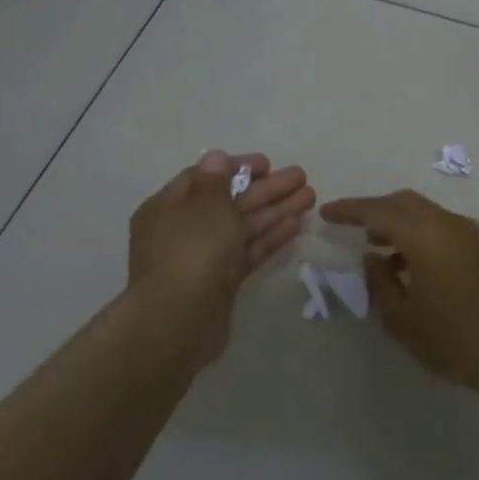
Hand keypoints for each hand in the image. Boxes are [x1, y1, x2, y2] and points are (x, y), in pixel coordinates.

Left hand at [128, 150, 313, 363]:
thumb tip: (215, 157)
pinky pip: (247, 251)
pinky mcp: (222, 282)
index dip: (236, 168)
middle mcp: (184, 229)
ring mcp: (203, 258)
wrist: (179, 322)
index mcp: (168, 207)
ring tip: (310, 196)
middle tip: (301, 177)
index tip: (268, 164)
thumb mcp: (205, 207)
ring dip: (276, 210)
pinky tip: (296, 224)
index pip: (204, 177)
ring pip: (243, 227)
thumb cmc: (190, 253)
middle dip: (267, 189)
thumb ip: (216, 181)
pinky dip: (270, 237)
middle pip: (230, 201)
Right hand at [318, 189, 478, 397]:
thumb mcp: (403, 318)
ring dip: (397, 223)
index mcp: (424, 233)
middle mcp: (447, 223)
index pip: (377, 210)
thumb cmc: (455, 338)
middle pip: (403, 203)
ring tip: (375, 249)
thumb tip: (373, 258)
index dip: (349, 210)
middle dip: (374, 211)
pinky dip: (418, 235)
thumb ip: (379, 282)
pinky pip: (440, 227)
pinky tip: (408, 264)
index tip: (326, 213)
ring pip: (424, 214)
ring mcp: (470, 234)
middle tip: (349, 227)